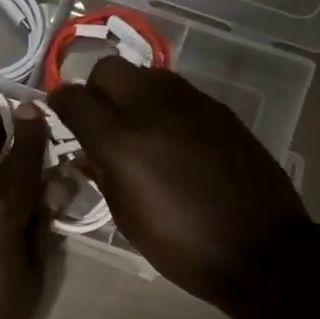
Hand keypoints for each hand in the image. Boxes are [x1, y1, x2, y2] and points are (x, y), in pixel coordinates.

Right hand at [49, 59, 309, 305]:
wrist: (260, 250)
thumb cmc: (182, 245)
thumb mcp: (128, 218)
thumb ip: (102, 175)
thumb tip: (87, 153)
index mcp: (122, 143)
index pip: (75, 99)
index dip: (60, 102)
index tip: (59, 112)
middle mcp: (153, 110)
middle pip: (109, 68)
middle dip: (95, 88)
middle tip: (98, 117)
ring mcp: (191, 104)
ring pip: (146, 73)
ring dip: (131, 92)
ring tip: (136, 125)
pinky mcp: (219, 110)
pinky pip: (178, 91)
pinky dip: (163, 104)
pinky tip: (171, 135)